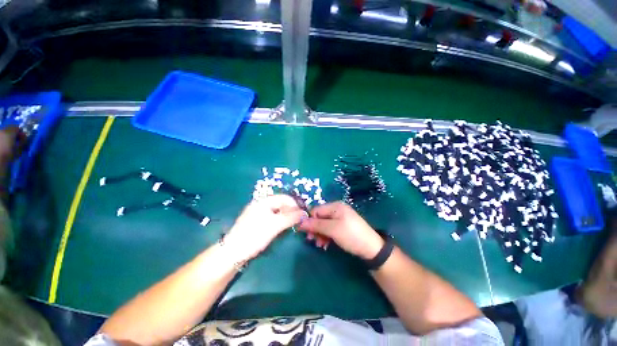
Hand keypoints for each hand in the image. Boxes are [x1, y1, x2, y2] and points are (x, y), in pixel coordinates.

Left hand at [224, 195, 307, 261]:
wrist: (233, 252)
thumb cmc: (255, 235)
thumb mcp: (275, 225)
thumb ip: (291, 218)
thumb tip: (305, 213)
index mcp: (264, 201)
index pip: (285, 198)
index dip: (295, 205)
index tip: (303, 215)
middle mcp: (261, 204)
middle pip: (281, 203)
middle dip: (291, 211)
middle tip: (298, 221)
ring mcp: (258, 213)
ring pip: (277, 211)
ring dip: (286, 216)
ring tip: (292, 225)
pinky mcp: (256, 222)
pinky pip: (272, 217)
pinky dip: (279, 221)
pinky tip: (282, 228)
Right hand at [298, 202, 383, 259]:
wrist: (371, 248)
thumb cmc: (350, 235)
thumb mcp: (332, 229)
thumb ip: (316, 225)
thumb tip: (300, 222)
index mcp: (335, 206)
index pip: (316, 210)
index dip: (309, 221)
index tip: (305, 233)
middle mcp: (336, 209)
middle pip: (319, 217)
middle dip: (315, 229)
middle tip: (312, 240)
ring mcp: (340, 218)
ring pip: (323, 224)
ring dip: (320, 234)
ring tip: (320, 245)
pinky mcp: (342, 226)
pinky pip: (330, 229)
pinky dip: (326, 236)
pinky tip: (326, 244)